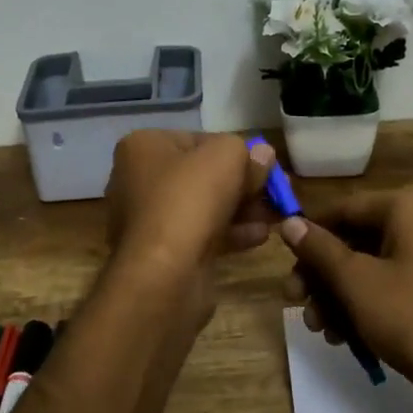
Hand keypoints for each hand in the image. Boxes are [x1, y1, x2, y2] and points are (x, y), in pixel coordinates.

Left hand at [105, 130, 275, 278]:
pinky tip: (260, 236)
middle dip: (242, 184)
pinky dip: (230, 233)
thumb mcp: (227, 156)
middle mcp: (137, 180)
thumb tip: (262, 155)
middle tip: (275, 193)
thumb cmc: (190, 199)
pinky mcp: (161, 253)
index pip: (198, 140)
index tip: (264, 165)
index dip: (235, 151)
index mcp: (142, 147)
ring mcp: (147, 220)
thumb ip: (248, 152)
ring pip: (204, 207)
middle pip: (202, 175)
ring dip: (242, 209)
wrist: (165, 272)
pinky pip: (201, 235)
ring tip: (275, 216)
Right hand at [279, 186, 412, 406]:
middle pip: (356, 239)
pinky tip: (343, 336)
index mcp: (411, 205)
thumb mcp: (355, 281)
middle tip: (294, 301)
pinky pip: (391, 282)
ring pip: (370, 265)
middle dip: (323, 275)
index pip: (345, 209)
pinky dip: (365, 303)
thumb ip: (318, 249)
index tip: (282, 260)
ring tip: (320, 328)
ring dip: (339, 295)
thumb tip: (288, 222)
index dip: (310, 235)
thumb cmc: (411, 316)